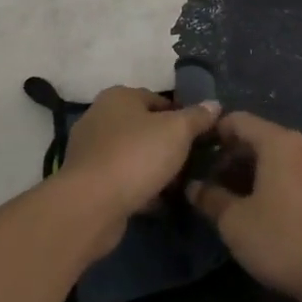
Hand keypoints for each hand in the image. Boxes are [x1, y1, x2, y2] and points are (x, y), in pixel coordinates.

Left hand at [60, 86, 219, 248]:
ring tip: (177, 184)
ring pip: (133, 154)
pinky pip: (121, 178)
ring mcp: (89, 150)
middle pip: (144, 127)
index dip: (182, 117)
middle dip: (167, 144)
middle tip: (191, 162)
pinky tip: (157, 201)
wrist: (91, 205)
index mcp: (118, 96)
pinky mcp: (86, 181)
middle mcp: (99, 117)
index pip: (159, 100)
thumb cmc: (137, 156)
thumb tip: (214, 104)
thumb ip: (197, 117)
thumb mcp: (177, 131)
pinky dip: (138, 186)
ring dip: (153, 167)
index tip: (199, 138)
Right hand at [187, 112, 301, 301]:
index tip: (193, 155)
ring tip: (230, 199)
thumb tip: (193, 187)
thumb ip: (210, 198)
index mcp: (279, 141)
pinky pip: (292, 171)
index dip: (213, 134)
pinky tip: (260, 208)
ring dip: (251, 171)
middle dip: (230, 157)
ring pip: (276, 156)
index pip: (238, 121)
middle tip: (209, 184)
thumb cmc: (283, 240)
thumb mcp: (235, 222)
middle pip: (258, 137)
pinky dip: (272, 180)